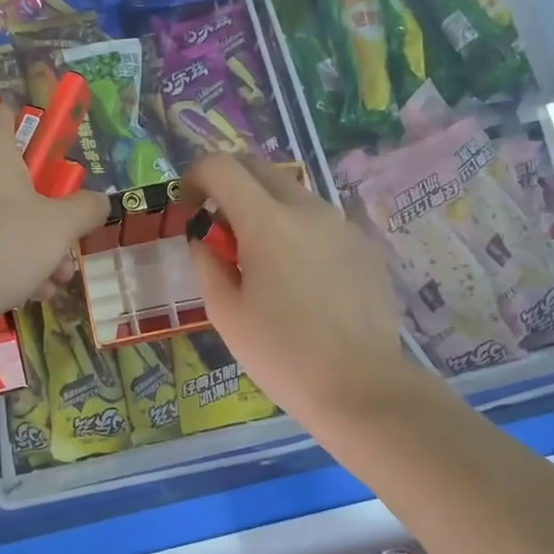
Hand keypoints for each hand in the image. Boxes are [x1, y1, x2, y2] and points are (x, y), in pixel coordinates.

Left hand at [0, 106, 109, 332]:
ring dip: (24, 245)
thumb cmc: (3, 246)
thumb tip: (97, 201)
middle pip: (5, 177)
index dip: (34, 137)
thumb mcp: (62, 227)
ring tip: (46, 284)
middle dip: (40, 215)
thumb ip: (86, 208)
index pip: (7, 115)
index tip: (54, 171)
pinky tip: (17, 292)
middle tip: (62, 247)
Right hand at [186, 154, 416, 427]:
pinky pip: (320, 221)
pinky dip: (297, 230)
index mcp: (268, 223)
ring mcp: (342, 224)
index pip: (222, 166)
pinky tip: (299, 279)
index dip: (196, 175)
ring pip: (293, 193)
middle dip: (230, 184)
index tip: (190, 205)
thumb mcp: (226, 313)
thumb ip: (207, 261)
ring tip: (260, 259)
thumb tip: (204, 235)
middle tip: (218, 227)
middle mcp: (308, 209)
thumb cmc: (282, 355)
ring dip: (265, 207)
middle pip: (260, 168)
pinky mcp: (364, 245)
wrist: (361, 386)